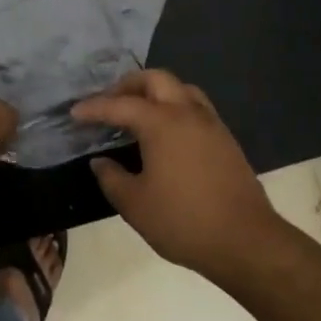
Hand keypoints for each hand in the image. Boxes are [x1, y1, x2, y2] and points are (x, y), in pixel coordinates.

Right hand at [72, 70, 281, 277]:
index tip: (75, 113)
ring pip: (181, 89)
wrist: (246, 241)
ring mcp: (211, 124)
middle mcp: (187, 113)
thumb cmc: (184, 221)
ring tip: (139, 112)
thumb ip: (111, 178)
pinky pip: (196, 107)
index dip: (94, 108)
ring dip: (156, 92)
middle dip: (128, 85)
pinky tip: (167, 133)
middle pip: (155, 79)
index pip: (120, 105)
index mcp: (161, 123)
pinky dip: (175, 107)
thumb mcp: (135, 205)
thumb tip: (100, 162)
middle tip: (110, 103)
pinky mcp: (226, 140)